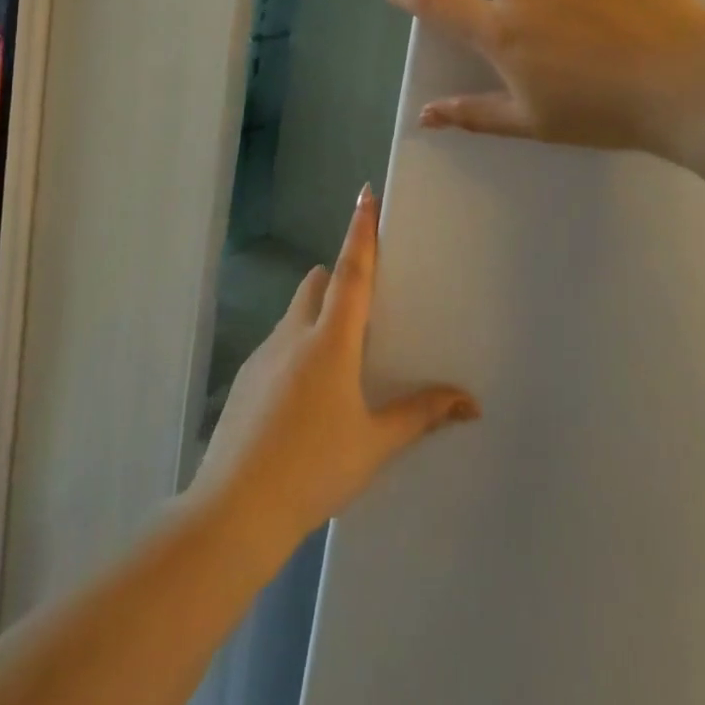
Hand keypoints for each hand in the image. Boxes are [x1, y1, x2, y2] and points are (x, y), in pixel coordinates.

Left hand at [190, 188, 478, 551]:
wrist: (235, 510)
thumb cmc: (314, 469)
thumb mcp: (374, 443)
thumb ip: (420, 415)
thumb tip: (469, 402)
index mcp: (330, 341)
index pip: (352, 271)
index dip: (361, 230)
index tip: (365, 194)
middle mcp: (294, 335)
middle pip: (317, 284)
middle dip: (338, 279)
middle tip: (364, 309)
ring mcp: (263, 355)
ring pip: (295, 314)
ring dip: (317, 316)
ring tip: (340, 363)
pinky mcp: (246, 378)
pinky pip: (278, 344)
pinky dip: (297, 348)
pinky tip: (306, 398)